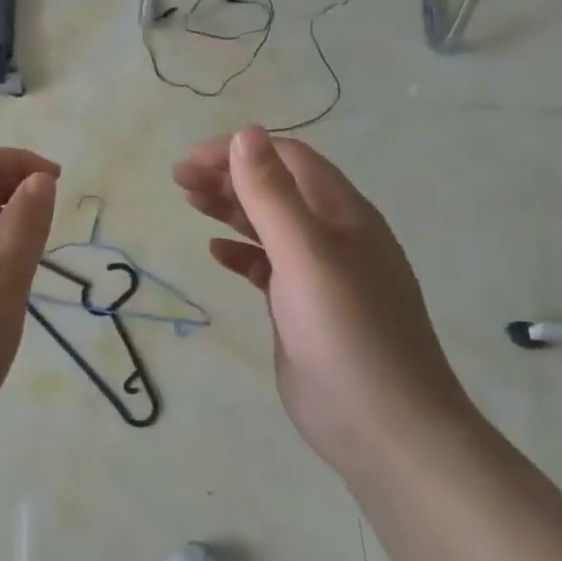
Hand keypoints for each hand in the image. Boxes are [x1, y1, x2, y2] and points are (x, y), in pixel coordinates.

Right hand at [173, 127, 467, 467]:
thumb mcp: (305, 254)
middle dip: (229, 175)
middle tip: (178, 179)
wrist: (382, 426)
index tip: (189, 160)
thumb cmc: (345, 331)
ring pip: (270, 225)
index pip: (288, 160)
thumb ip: (272, 195)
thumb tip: (245, 134)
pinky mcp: (303, 308)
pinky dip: (241, 253)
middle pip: (277, 188)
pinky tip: (216, 253)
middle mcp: (334, 236)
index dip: (239, 151)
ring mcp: (319, 275)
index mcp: (343, 214)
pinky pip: (268, 266)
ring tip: (188, 201)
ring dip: (231, 208)